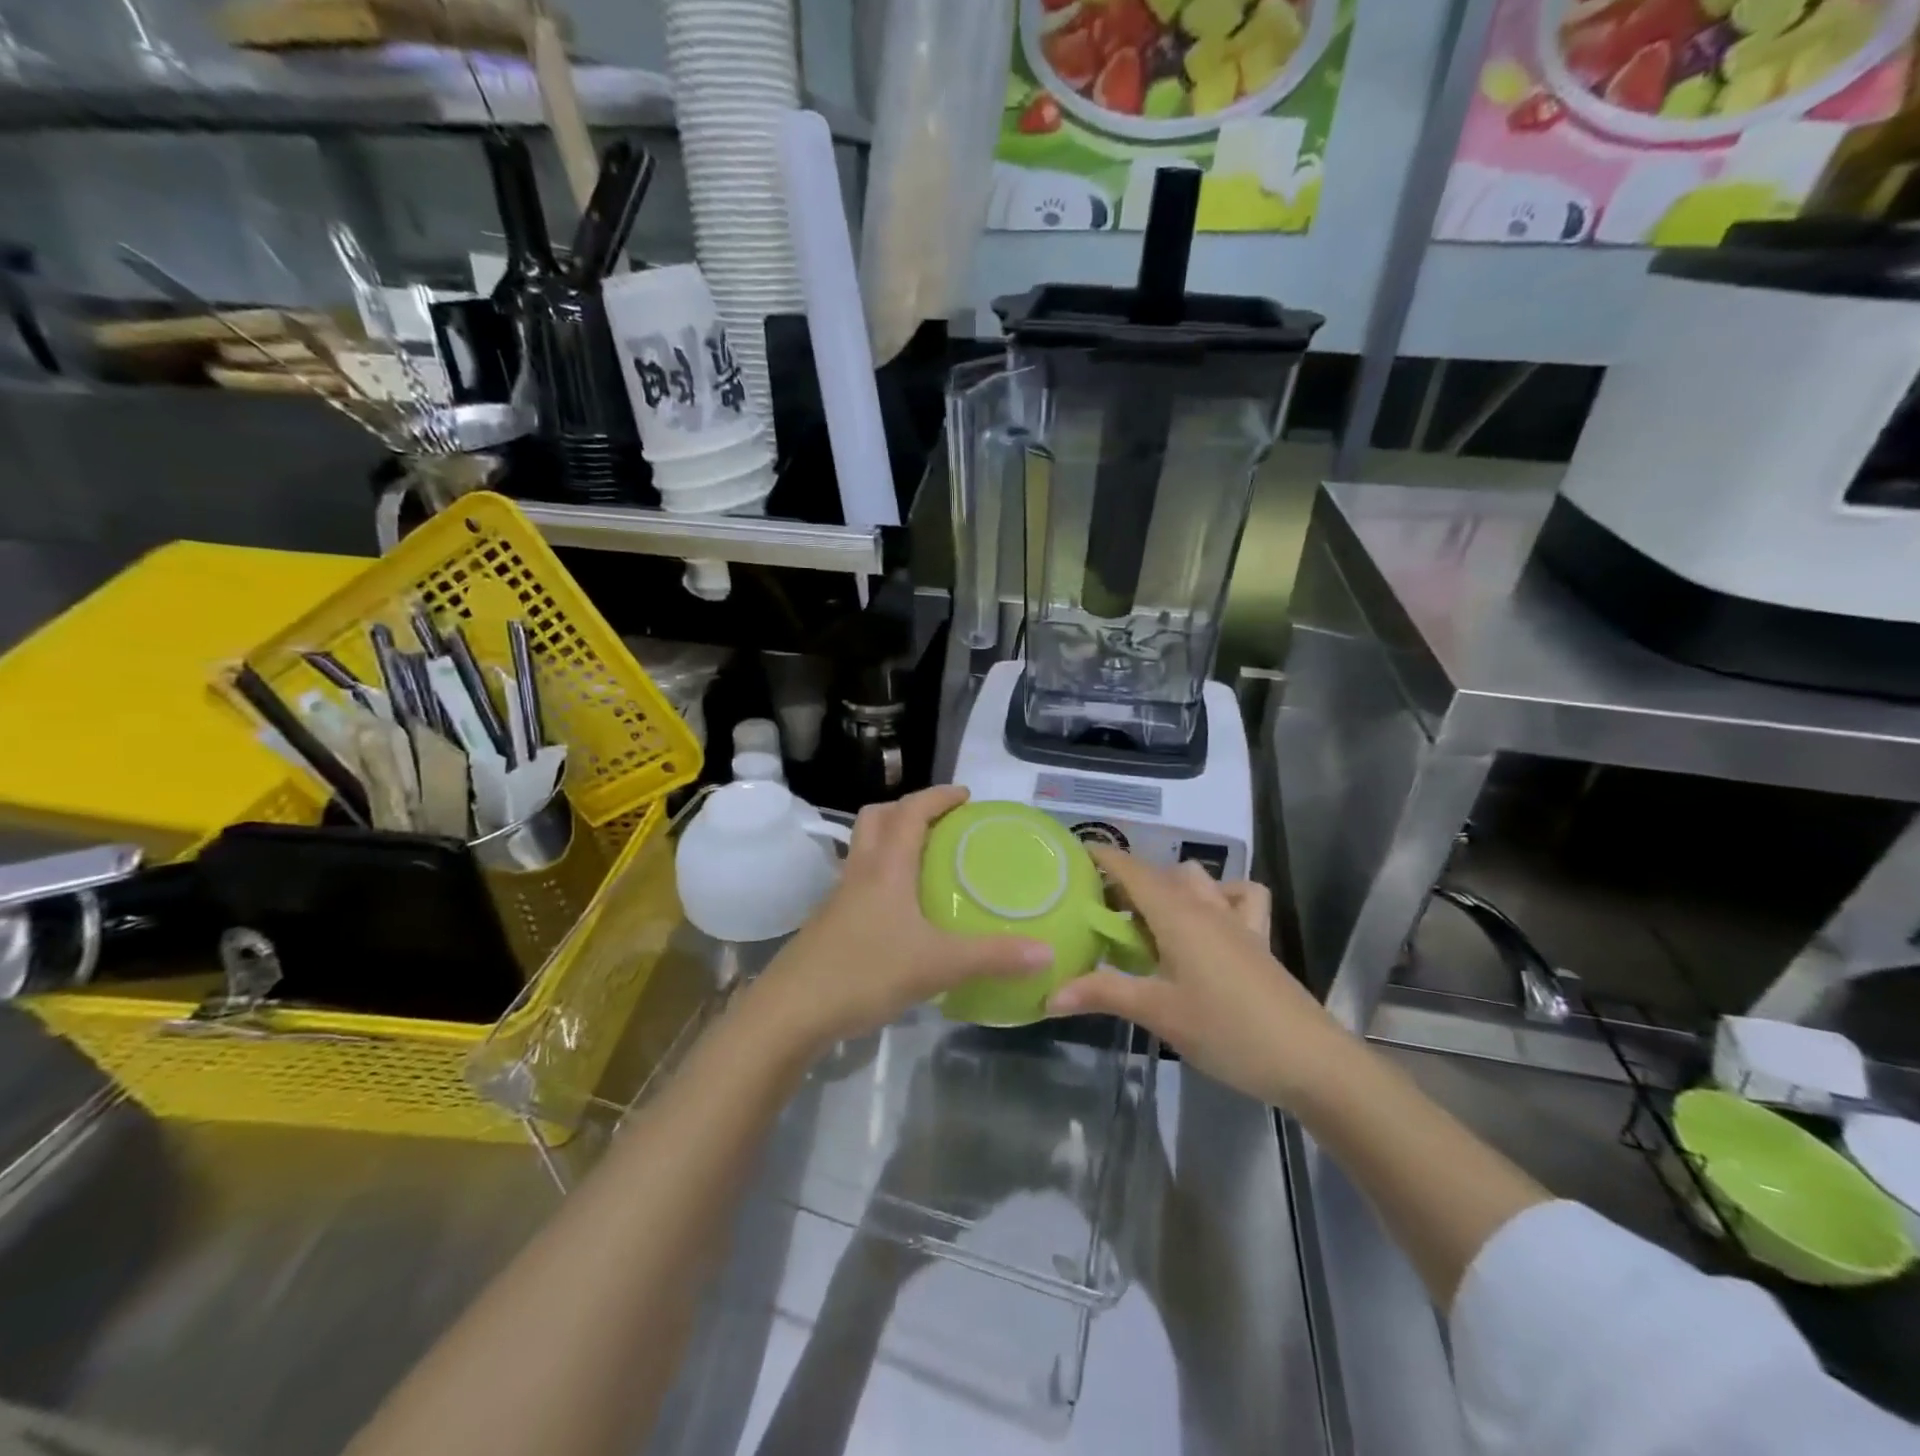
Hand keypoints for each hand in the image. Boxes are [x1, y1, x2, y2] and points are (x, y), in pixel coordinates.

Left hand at [751, 787, 1051, 1053]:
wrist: (792, 1011)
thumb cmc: (865, 973)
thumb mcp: (938, 965)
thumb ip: (993, 957)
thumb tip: (1047, 952)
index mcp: (886, 867)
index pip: (910, 811)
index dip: (937, 796)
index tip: (965, 795)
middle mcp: (860, 872)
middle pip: (876, 819)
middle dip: (907, 809)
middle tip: (940, 823)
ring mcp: (839, 898)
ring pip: (863, 850)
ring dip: (890, 841)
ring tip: (924, 862)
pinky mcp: (829, 924)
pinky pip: (859, 882)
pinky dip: (881, 878)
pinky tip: (901, 912)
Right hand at [1046, 848, 1349, 1110]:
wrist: (1310, 1060)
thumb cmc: (1228, 1030)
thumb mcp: (1158, 1012)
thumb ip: (1103, 994)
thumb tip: (1049, 994)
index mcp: (1177, 914)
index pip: (1131, 868)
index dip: (1101, 856)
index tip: (1070, 858)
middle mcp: (1205, 906)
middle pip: (1159, 874)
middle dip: (1126, 881)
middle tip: (1097, 912)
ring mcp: (1236, 921)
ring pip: (1197, 880)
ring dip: (1168, 887)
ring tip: (1146, 921)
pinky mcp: (1257, 940)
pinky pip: (1239, 898)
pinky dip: (1220, 897)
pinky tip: (1207, 923)